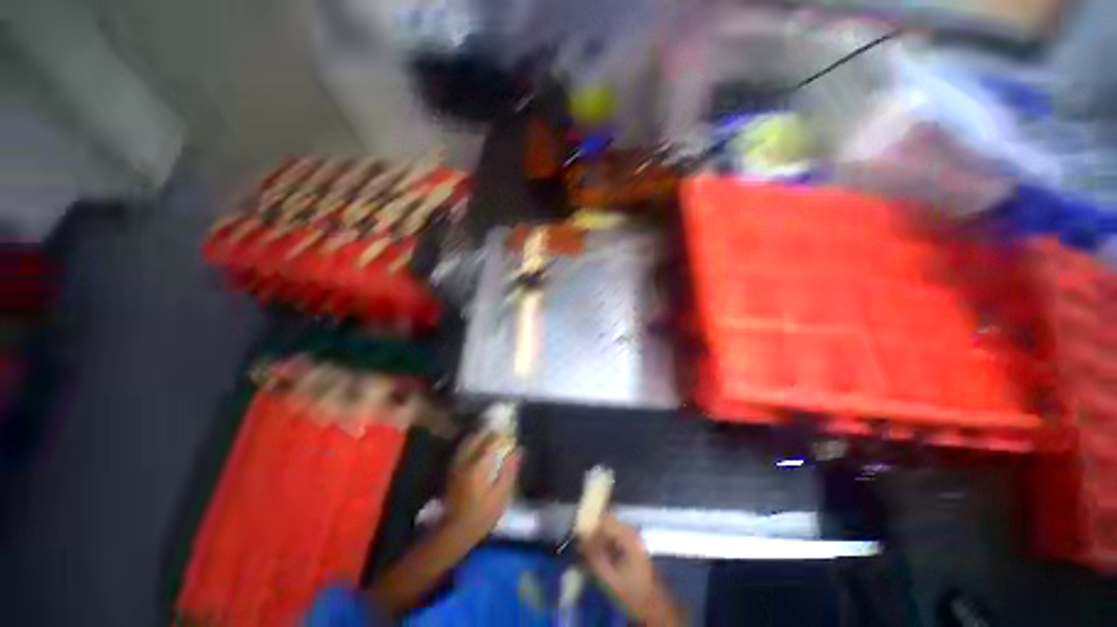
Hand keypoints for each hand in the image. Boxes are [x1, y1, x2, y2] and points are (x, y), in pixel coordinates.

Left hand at [443, 432, 521, 544]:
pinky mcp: (452, 471)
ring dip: (479, 436)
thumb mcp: (501, 495)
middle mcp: (465, 460)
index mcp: (479, 464)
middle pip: (476, 437)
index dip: (502, 434)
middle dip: (489, 432)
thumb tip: (518, 450)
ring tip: (490, 437)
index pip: (491, 440)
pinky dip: (471, 444)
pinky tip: (478, 448)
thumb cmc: (482, 514)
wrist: (454, 531)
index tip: (511, 432)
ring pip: (467, 441)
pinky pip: (462, 449)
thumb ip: (509, 470)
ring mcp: (456, 464)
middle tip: (501, 432)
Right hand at [582, 515, 683, 626]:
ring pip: (611, 528)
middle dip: (595, 532)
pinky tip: (601, 556)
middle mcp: (632, 532)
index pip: (605, 521)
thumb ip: (595, 558)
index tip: (580, 540)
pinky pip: (615, 536)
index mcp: (628, 537)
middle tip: (584, 546)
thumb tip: (580, 542)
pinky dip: (606, 542)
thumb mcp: (610, 578)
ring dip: (600, 538)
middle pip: (608, 521)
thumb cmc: (632, 592)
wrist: (653, 606)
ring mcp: (634, 538)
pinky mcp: (633, 545)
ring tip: (590, 553)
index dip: (591, 528)